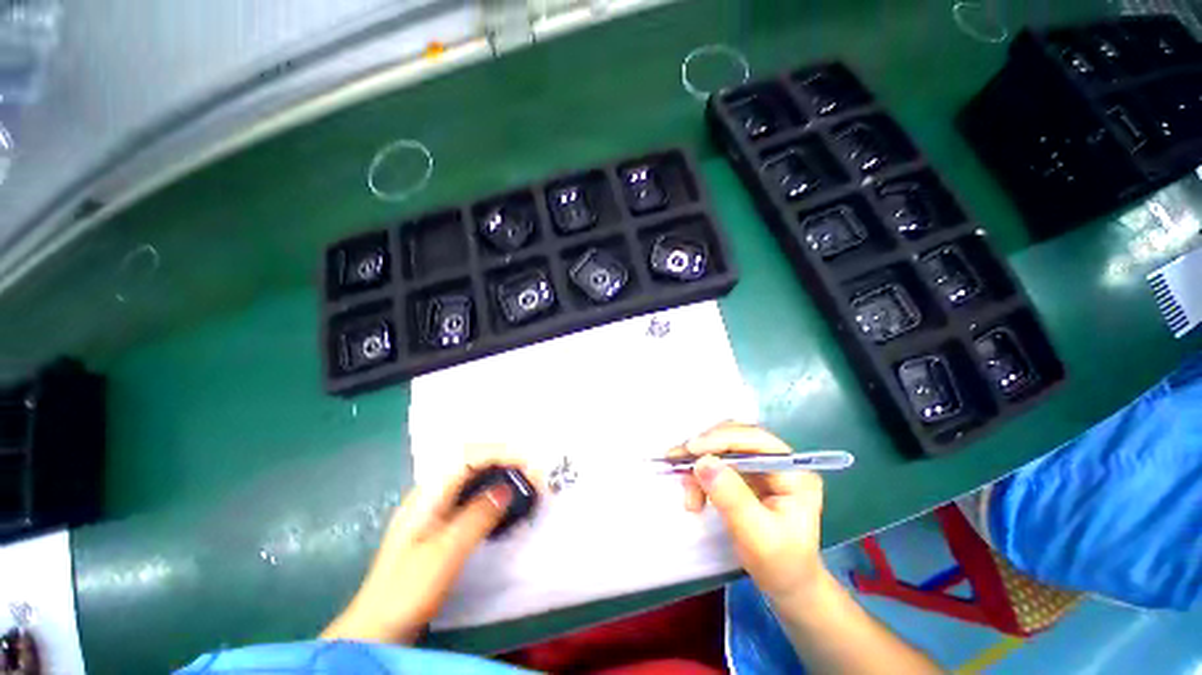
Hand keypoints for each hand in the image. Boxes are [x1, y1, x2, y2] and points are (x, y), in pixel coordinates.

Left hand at [321, 450, 537, 643]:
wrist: (376, 629)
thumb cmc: (408, 589)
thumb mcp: (446, 552)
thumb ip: (477, 516)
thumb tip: (508, 487)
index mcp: (429, 494)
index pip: (469, 457)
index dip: (500, 453)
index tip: (528, 463)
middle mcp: (431, 494)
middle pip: (472, 462)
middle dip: (503, 461)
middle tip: (531, 473)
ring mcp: (434, 510)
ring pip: (473, 479)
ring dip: (499, 476)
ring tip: (523, 484)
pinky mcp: (440, 526)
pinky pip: (471, 498)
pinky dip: (491, 494)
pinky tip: (503, 506)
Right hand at [673, 422, 826, 604]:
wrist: (787, 587)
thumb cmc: (780, 566)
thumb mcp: (757, 537)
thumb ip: (732, 498)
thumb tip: (702, 462)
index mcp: (793, 472)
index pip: (755, 439)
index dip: (721, 439)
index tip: (691, 450)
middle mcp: (777, 461)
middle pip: (735, 437)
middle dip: (706, 449)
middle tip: (679, 463)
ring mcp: (761, 467)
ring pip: (721, 447)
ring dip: (699, 464)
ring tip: (688, 493)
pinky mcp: (746, 475)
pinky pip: (716, 462)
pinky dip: (700, 474)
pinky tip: (693, 495)